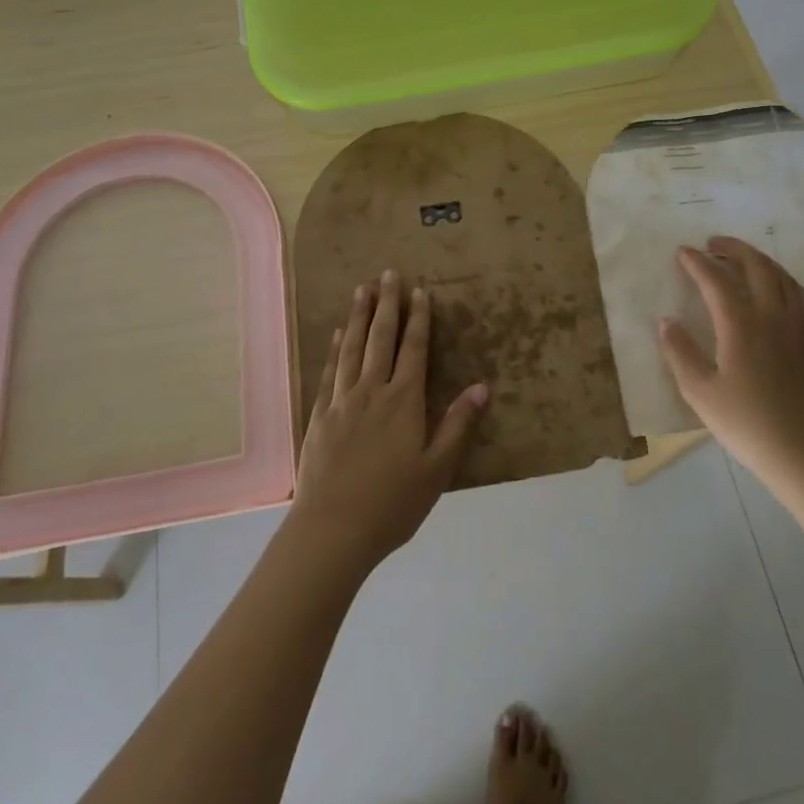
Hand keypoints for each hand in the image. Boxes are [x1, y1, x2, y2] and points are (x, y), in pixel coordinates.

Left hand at [289, 270, 487, 575]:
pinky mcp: (321, 416)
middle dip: (387, 304)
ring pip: (352, 348)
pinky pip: (330, 372)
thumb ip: (458, 425)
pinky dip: (335, 349)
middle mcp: (372, 391)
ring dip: (358, 316)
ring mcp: (342, 401)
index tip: (420, 290)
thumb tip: (482, 386)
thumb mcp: (437, 469)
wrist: (333, 531)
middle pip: (381, 338)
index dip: (418, 318)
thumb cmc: (392, 504)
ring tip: (361, 289)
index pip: (413, 349)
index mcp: (404, 401)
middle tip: (387, 273)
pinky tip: (337, 334)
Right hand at [658, 237, 803, 492]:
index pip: (716, 281)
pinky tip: (789, 290)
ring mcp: (802, 330)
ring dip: (763, 262)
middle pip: (757, 268)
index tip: (683, 252)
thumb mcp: (700, 393)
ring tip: (746, 260)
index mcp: (741, 326)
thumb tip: (666, 321)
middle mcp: (773, 318)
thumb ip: (680, 353)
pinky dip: (794, 287)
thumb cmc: (748, 426)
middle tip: (714, 244)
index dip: (698, 262)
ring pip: (785, 280)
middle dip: (734, 249)